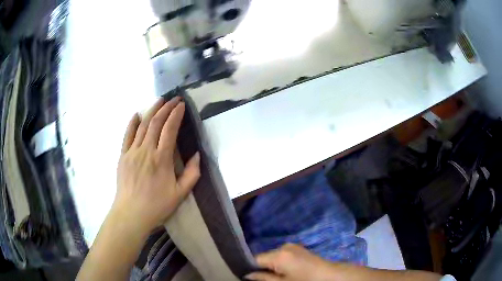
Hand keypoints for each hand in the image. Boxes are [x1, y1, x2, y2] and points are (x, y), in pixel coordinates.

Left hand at [113, 97, 200, 235]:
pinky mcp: (123, 156)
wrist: (131, 214)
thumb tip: (198, 155)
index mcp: (162, 159)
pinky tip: (136, 114)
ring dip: (151, 111)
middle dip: (166, 108)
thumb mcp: (180, 194)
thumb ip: (192, 174)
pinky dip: (132, 123)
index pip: (170, 130)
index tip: (182, 105)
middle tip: (173, 99)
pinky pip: (127, 135)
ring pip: (142, 125)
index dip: (176, 115)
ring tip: (159, 101)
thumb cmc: (157, 205)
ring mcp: (132, 152)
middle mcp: (146, 150)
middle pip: (156, 123)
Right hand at [246, 244, 339, 280]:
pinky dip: (280, 262)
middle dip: (263, 267)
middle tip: (266, 278)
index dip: (251, 268)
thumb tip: (247, 275)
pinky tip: (287, 271)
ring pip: (273, 256)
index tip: (250, 277)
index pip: (255, 259)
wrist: (329, 276)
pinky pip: (282, 255)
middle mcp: (284, 246)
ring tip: (279, 276)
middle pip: (264, 257)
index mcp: (279, 254)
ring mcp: (292, 246)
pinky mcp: (298, 248)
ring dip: (272, 265)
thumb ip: (263, 278)